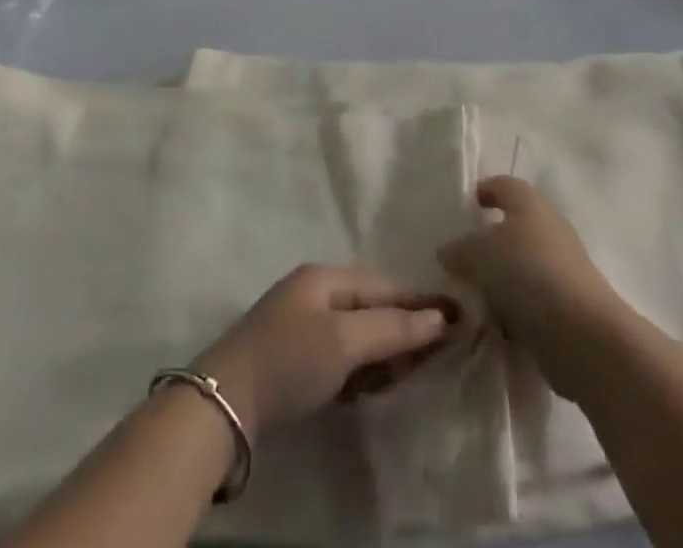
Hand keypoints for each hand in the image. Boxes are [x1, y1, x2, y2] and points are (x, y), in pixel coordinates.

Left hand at [194, 266, 453, 442]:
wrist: (225, 403)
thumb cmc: (289, 360)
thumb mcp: (344, 341)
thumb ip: (392, 328)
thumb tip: (439, 317)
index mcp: (324, 278)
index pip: (384, 286)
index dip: (420, 303)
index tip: (458, 317)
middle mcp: (314, 294)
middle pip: (371, 309)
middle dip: (404, 330)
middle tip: (440, 354)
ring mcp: (301, 327)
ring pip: (357, 335)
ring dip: (385, 353)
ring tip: (413, 373)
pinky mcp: (294, 361)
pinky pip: (341, 357)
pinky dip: (361, 370)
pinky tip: (374, 387)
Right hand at [438, 176, 623, 393]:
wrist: (583, 336)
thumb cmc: (528, 274)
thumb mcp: (478, 254)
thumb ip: (459, 249)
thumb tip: (448, 251)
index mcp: (530, 204)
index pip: (505, 185)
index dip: (486, 190)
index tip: (468, 205)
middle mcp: (549, 230)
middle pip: (514, 228)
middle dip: (489, 243)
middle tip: (461, 260)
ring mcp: (562, 270)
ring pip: (522, 268)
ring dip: (500, 282)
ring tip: (471, 299)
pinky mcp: (568, 308)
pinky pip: (532, 303)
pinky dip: (514, 312)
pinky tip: (492, 328)